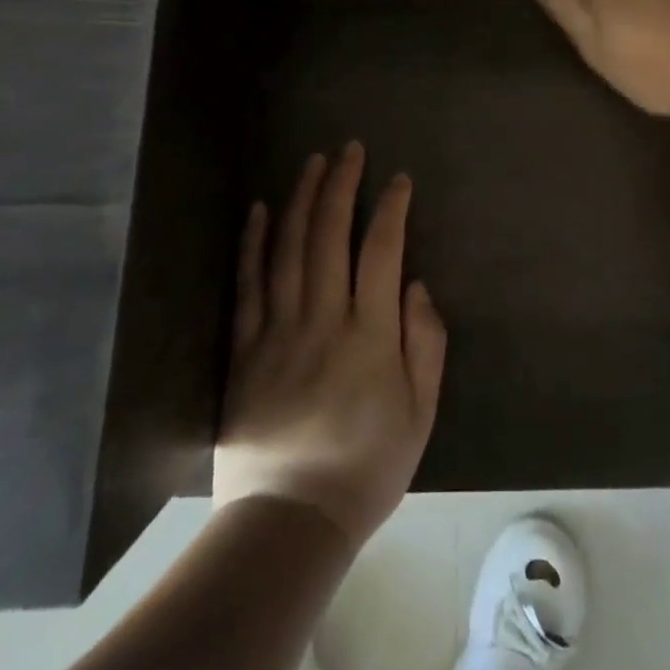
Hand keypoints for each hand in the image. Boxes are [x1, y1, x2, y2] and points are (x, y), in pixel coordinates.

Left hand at [214, 143, 447, 545]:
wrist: (289, 520)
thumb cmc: (367, 466)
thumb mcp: (421, 412)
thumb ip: (425, 343)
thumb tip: (417, 285)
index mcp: (369, 333)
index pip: (381, 251)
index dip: (391, 209)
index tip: (399, 179)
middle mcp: (322, 318)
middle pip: (329, 235)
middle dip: (341, 185)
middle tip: (349, 149)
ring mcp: (277, 331)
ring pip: (288, 249)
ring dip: (301, 199)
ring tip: (312, 162)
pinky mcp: (244, 348)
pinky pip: (247, 285)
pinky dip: (253, 243)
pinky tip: (259, 210)